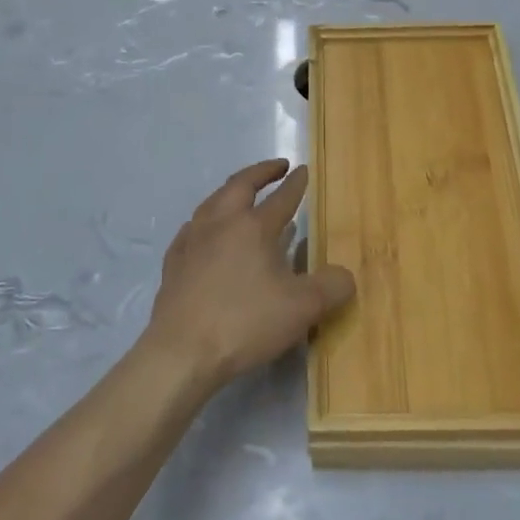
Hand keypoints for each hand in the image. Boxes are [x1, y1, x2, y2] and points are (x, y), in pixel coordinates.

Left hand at [143, 160, 355, 391]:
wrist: (181, 352)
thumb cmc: (245, 323)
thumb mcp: (302, 309)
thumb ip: (332, 288)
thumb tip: (345, 276)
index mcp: (254, 227)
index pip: (281, 197)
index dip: (296, 183)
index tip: (303, 170)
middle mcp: (221, 223)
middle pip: (240, 185)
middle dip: (261, 172)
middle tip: (277, 167)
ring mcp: (192, 241)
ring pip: (213, 202)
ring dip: (231, 192)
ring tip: (242, 195)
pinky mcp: (174, 262)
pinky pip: (192, 229)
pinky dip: (207, 221)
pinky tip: (207, 234)